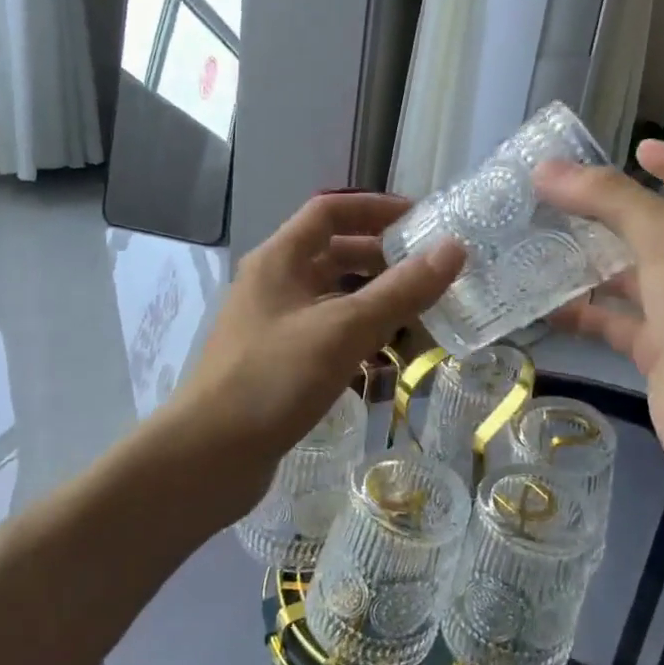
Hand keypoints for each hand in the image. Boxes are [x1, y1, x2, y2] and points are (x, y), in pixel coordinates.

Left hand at [163, 192, 464, 521]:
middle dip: (382, 259)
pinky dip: (358, 336)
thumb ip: (401, 290)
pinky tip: (387, 359)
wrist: (209, 456)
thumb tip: (454, 248)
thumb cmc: (273, 379)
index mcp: (279, 259)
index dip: (375, 208)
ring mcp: (274, 325)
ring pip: (333, 298)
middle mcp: (274, 284)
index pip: (330, 211)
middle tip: (429, 274)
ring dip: (374, 301)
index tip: (421, 221)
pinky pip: (328, 334)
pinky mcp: (279, 361)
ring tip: (420, 316)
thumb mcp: (343, 329)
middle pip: (334, 254)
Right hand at [535, 141, 663, 497]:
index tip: (637, 149)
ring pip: (629, 281)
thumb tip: (547, 170)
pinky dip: (582, 318)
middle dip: (612, 214)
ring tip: (538, 248)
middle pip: (656, 231)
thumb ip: (610, 201)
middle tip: (559, 202)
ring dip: (589, 265)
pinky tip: (543, 310)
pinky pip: (614, 328)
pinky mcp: (657, 359)